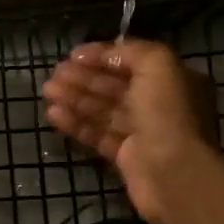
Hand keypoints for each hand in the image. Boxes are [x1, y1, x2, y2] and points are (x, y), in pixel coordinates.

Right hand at [42, 40, 218, 223]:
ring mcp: (142, 132)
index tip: (73, 55)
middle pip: (114, 86)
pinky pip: (98, 134)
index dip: (102, 56)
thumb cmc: (168, 113)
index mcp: (172, 80)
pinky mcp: (126, 157)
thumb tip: (107, 50)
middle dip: (84, 78)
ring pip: (103, 110)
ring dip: (75, 98)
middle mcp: (159, 104)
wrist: (174, 173)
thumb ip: (132, 51)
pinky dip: (77, 124)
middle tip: (54, 74)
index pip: (132, 62)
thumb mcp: (158, 64)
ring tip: (48, 92)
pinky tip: (54, 115)